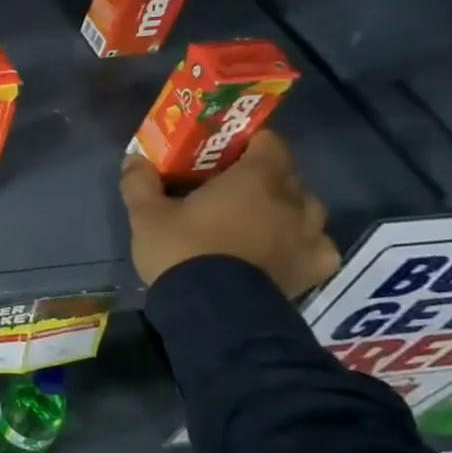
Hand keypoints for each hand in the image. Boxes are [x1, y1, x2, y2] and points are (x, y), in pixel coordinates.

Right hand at [119, 129, 340, 298]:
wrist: (214, 310)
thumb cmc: (182, 250)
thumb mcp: (146, 214)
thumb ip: (140, 182)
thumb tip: (134, 158)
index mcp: (256, 178)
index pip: (269, 142)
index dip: (248, 143)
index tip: (224, 153)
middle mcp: (293, 200)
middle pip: (287, 175)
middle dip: (263, 176)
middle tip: (230, 188)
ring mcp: (311, 236)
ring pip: (306, 209)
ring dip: (285, 208)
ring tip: (255, 220)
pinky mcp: (316, 268)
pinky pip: (317, 245)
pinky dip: (301, 243)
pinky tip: (280, 251)